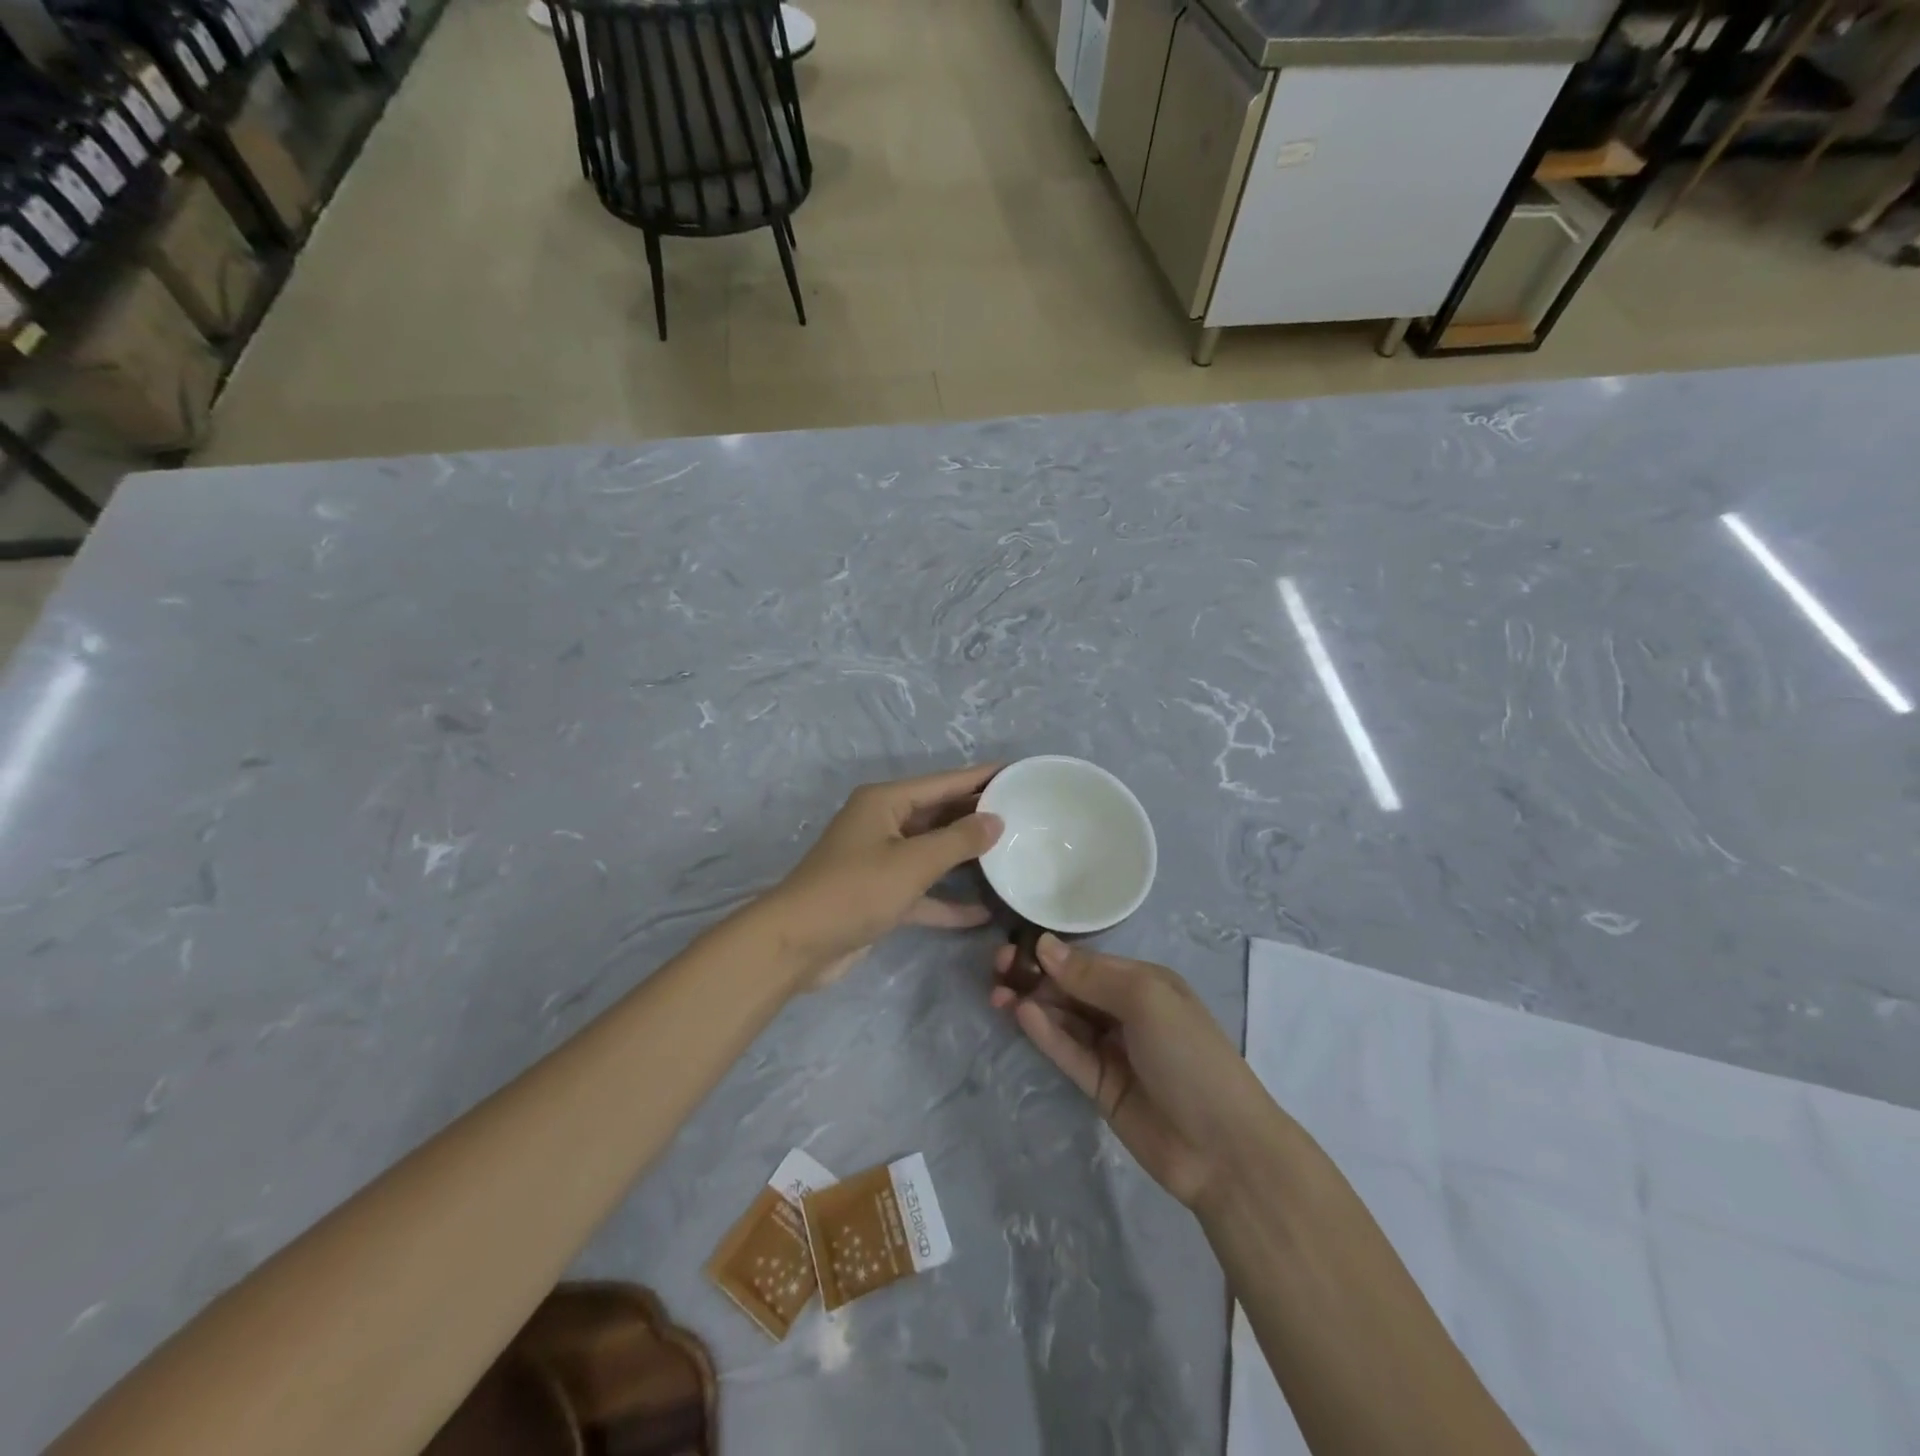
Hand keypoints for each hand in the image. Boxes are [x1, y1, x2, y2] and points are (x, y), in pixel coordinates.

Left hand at [762, 764, 1003, 988]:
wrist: (796, 944)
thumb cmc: (855, 890)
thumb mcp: (913, 862)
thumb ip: (958, 840)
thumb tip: (995, 820)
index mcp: (885, 802)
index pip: (944, 782)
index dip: (981, 777)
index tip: (1017, 772)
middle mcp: (883, 824)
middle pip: (939, 814)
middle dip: (977, 816)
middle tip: (1025, 815)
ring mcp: (880, 860)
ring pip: (932, 852)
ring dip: (965, 858)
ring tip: (1012, 855)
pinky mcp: (880, 894)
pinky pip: (922, 890)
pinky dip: (947, 900)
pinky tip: (982, 912)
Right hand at [992, 934, 1270, 1208]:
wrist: (1222, 1148)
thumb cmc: (1189, 1055)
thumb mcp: (1146, 1000)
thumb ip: (1091, 975)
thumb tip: (1043, 944)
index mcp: (1144, 983)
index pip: (1088, 961)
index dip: (1051, 953)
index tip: (1013, 948)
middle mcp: (1126, 1011)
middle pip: (1071, 988)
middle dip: (1036, 977)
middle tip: (998, 971)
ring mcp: (1113, 1050)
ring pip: (1064, 1019)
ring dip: (1033, 1004)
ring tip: (999, 995)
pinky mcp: (1100, 1086)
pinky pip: (1068, 1052)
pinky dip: (1046, 1034)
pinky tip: (1022, 1015)